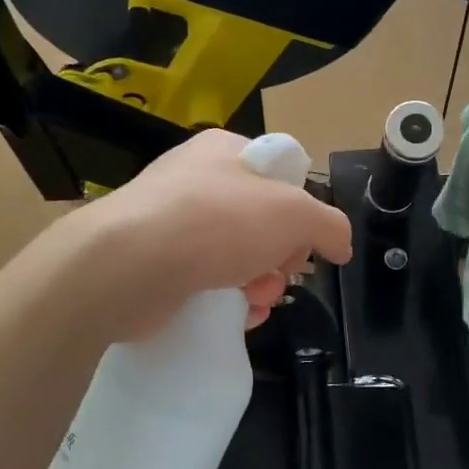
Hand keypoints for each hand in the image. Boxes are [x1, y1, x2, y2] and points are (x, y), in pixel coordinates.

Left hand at [81, 130, 353, 338]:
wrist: (127, 264)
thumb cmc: (217, 221)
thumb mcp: (293, 213)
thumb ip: (328, 225)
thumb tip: (340, 245)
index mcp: (224, 151)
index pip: (278, 176)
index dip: (301, 211)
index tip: (306, 243)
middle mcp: (195, 182)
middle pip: (259, 222)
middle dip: (280, 256)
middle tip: (282, 275)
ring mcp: (170, 224)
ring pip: (234, 257)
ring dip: (258, 283)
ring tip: (257, 301)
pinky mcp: (154, 266)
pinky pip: (205, 283)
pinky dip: (228, 301)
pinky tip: (239, 317)